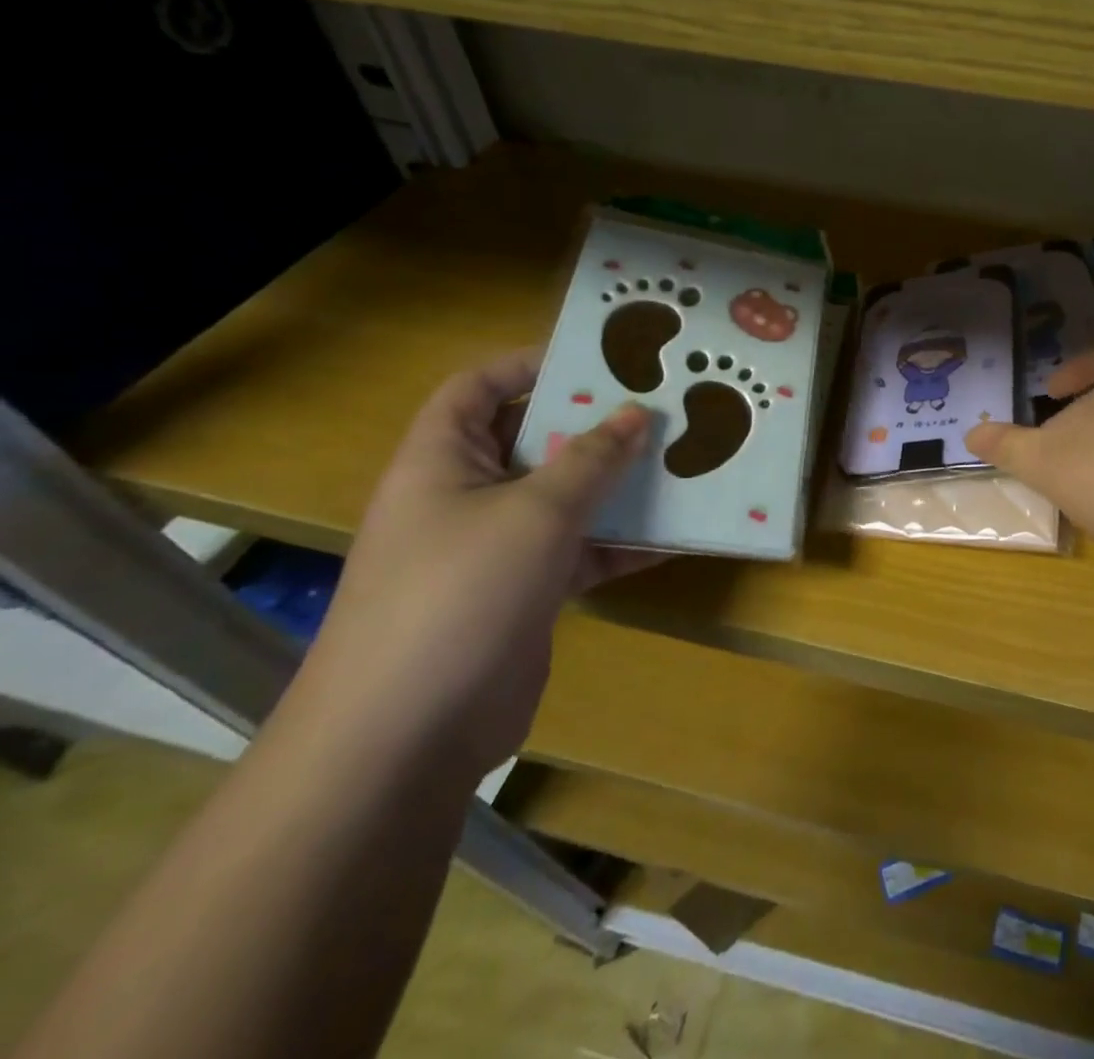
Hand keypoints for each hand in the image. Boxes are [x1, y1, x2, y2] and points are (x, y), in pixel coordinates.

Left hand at [299, 348, 659, 775]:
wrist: (408, 737)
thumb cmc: (460, 594)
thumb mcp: (535, 513)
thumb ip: (590, 460)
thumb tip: (637, 413)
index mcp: (442, 461)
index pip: (477, 389)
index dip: (529, 364)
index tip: (599, 359)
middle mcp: (466, 497)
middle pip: (534, 441)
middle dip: (595, 425)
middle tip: (662, 407)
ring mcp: (497, 548)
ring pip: (567, 498)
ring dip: (620, 485)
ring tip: (683, 461)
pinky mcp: (527, 592)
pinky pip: (583, 551)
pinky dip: (624, 543)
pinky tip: (679, 535)